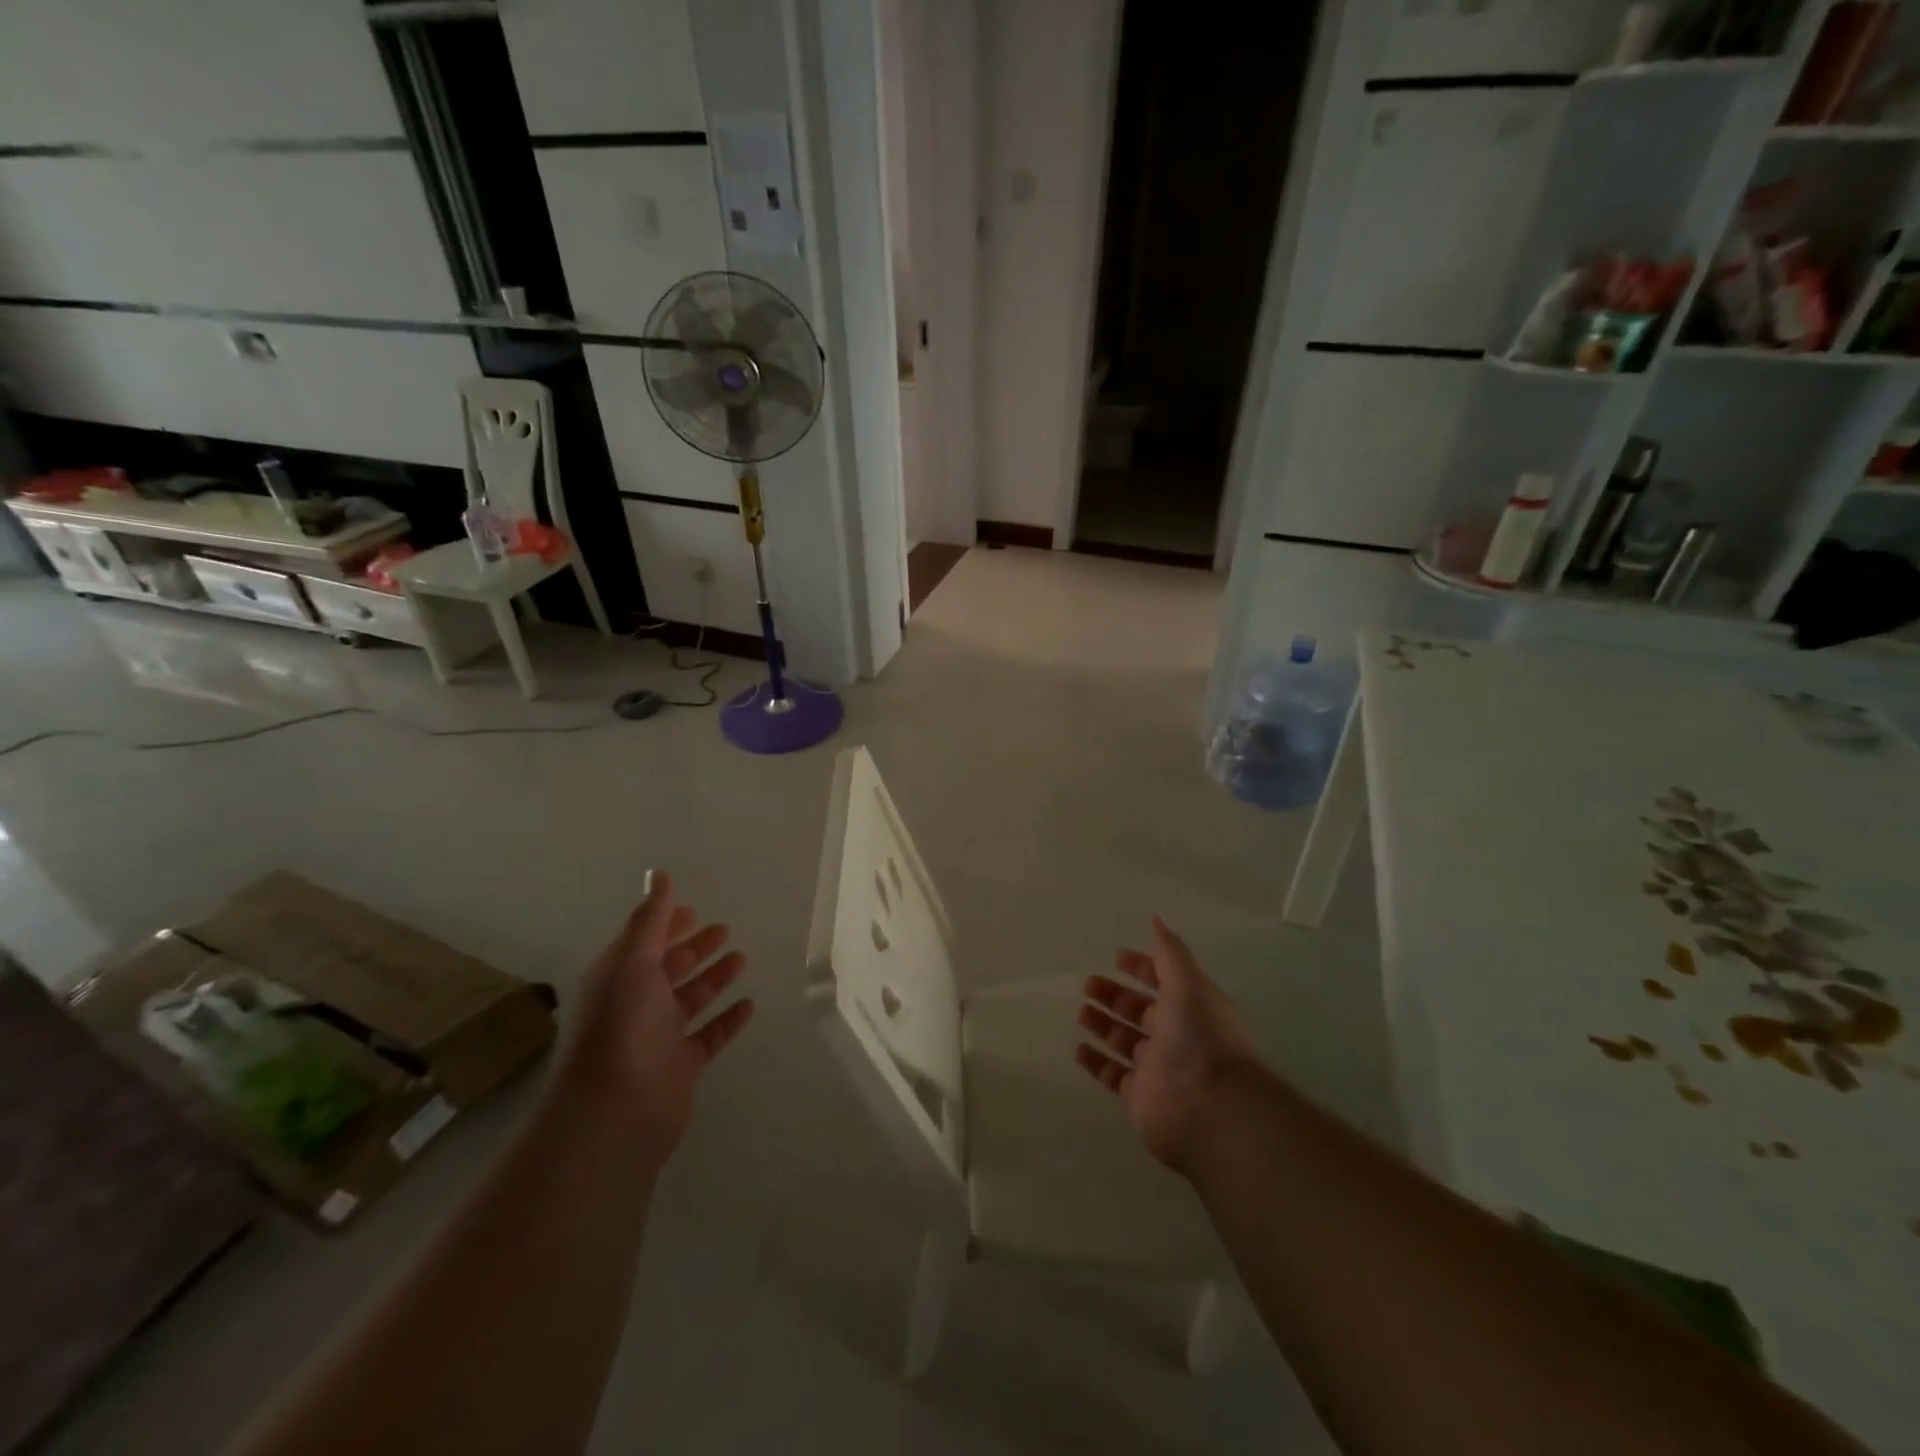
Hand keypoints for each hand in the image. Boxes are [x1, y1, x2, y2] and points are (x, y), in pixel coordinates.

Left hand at [559, 871, 753, 1160]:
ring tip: (741, 958)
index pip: (645, 941)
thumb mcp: (633, 961)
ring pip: (691, 999)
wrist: (616, 1109)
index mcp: (619, 977)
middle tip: (723, 930)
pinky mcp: (681, 1065)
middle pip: (669, 968)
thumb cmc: (622, 1026)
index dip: (667, 923)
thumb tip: (659, 873)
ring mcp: (659, 1036)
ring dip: (714, 978)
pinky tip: (749, 1004)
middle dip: (694, 948)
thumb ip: (651, 918)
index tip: (693, 908)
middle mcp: (636, 1003)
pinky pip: (709, 1035)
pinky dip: (728, 1019)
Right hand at [1076, 917, 1261, 1174]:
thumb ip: (1169, 952)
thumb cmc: (1201, 1037)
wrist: (1211, 1108)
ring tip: (1081, 1012)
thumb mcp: (1188, 983)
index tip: (1117, 957)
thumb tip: (1156, 918)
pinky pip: (1113, 1075)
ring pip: (1124, 1041)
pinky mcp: (1139, 1097)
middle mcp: (1175, 1036)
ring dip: (1103, 1025)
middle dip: (1115, 996)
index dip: (1142, 967)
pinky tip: (1078, 1049)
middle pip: (1139, 1011)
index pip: (1163, 981)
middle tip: (1088, 984)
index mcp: (1191, 1007)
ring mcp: (1157, 1069)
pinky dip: (1096, 1063)